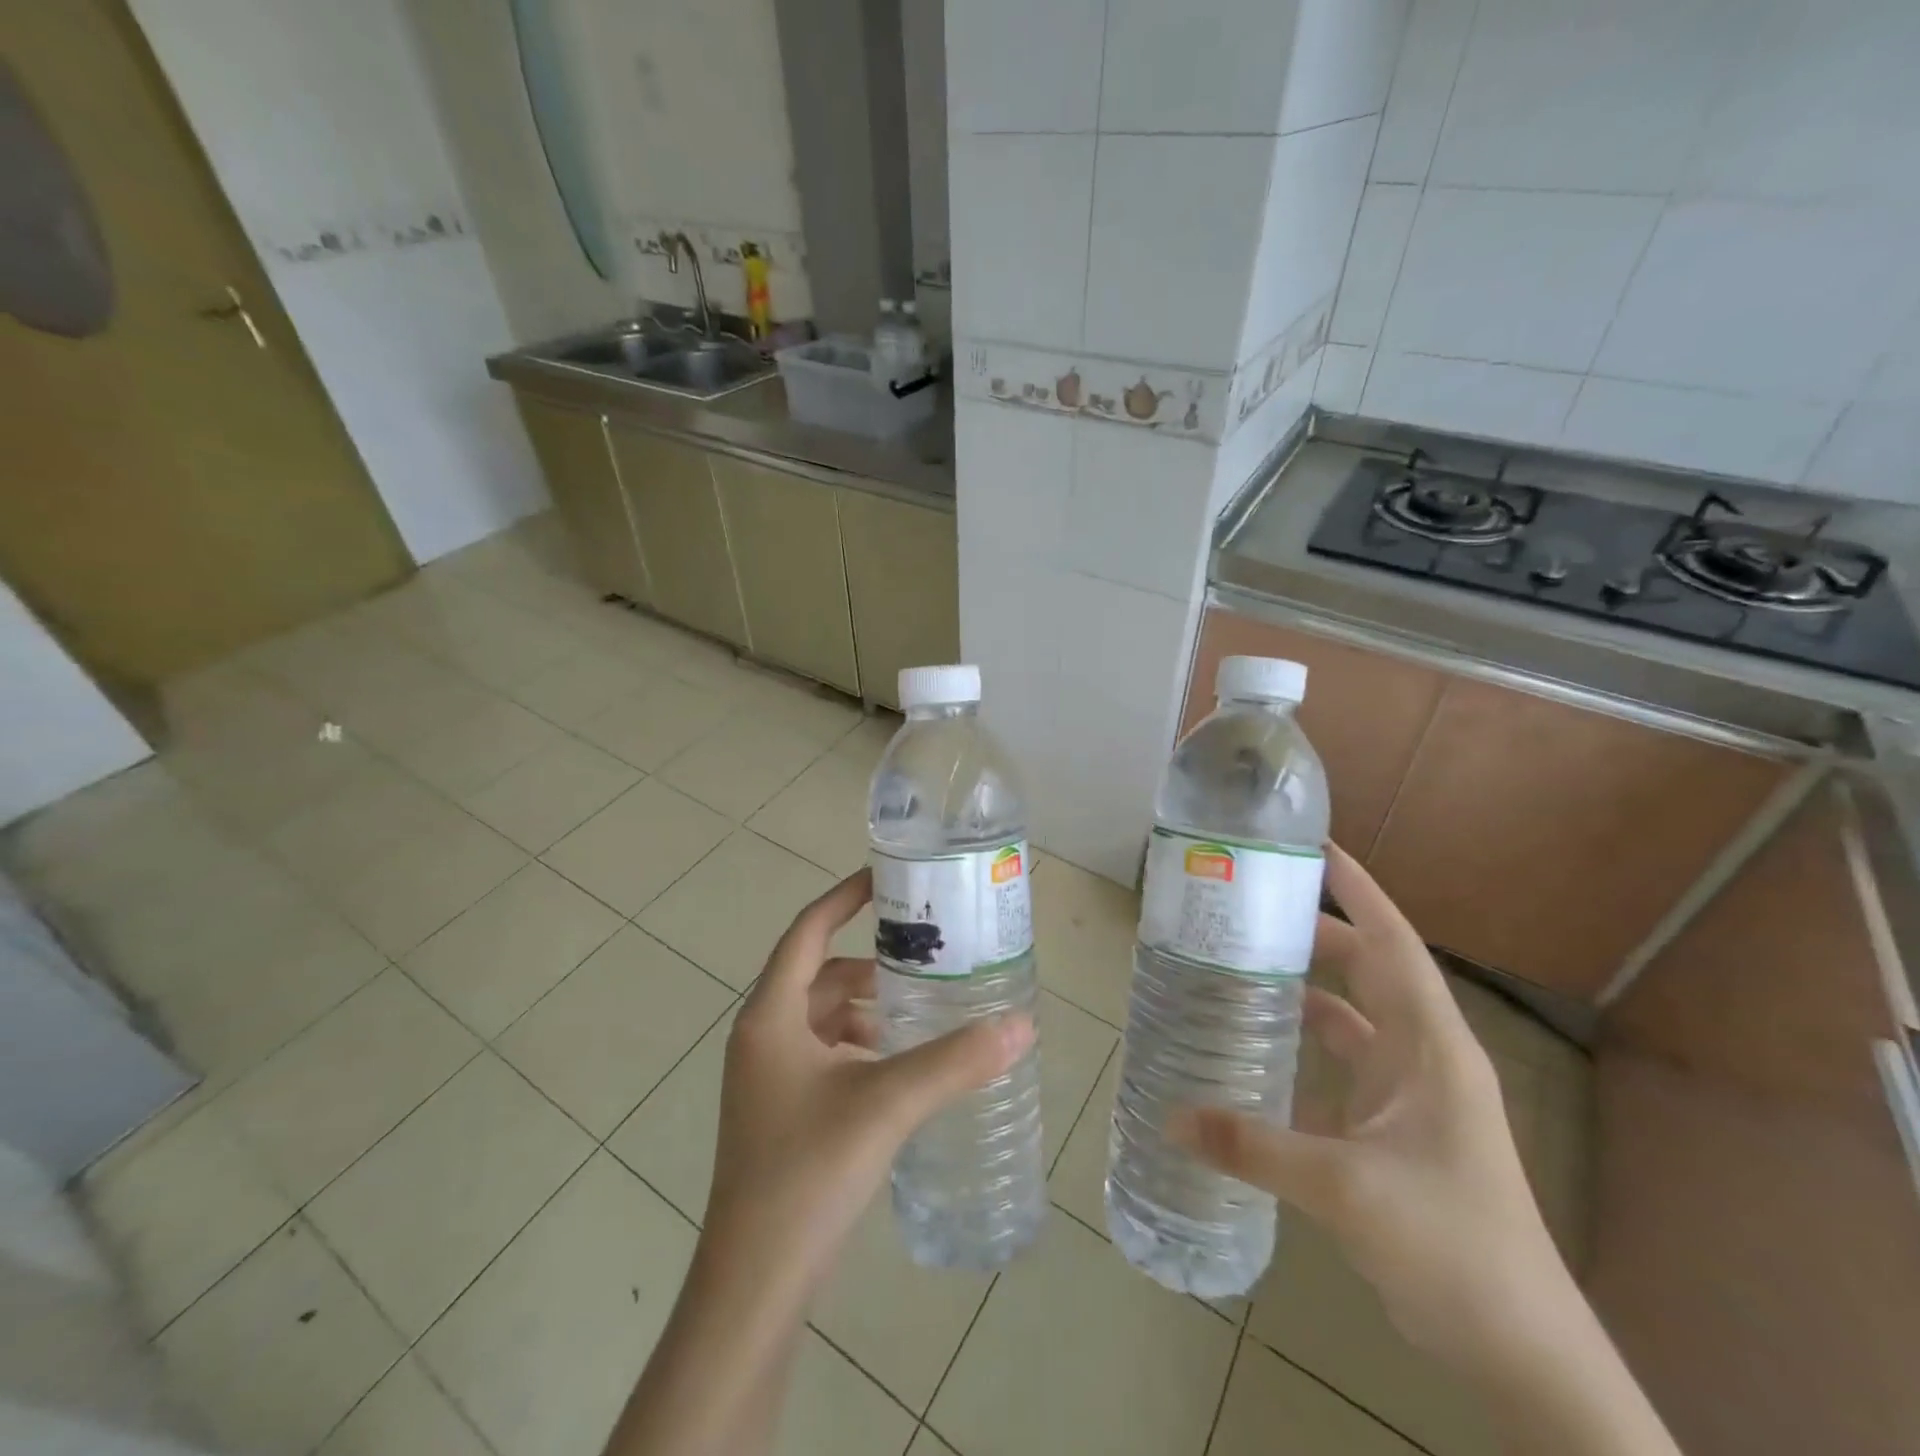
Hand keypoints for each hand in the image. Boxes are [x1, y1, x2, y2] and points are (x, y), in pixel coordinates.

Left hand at [704, 868, 1033, 1296]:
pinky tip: (896, 1067)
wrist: (753, 1285)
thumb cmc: (807, 1174)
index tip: (887, 879)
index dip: (844, 899)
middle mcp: (762, 1037)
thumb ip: (955, 1062)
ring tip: (920, 1011)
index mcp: (771, 1017)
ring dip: (865, 1007)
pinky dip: (857, 1045)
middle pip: (818, 975)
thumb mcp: (886, 1105)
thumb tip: (1021, 1025)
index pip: (807, 931)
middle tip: (925, 956)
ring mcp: (767, 1079)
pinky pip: (821, 1054)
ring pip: (821, 1017)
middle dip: (869, 963)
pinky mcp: (779, 1114)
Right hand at [1170, 842, 1563, 1360]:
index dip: (1357, 890)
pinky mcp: (1395, 1127)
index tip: (1312, 847)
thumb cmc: (1453, 1248)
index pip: (1393, 942)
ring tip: (1245, 963)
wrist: (1520, 1351)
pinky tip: (1260, 1045)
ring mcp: (1412, 1093)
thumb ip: (1254, 1147)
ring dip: (1308, 986)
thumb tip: (1172, 1119)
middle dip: (1316, 930)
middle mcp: (1425, 1055)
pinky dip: (1306, 1042)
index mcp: (1432, 1045)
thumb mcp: (1345, 1190)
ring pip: (1354, 1015)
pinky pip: (1343, 1062)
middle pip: (1368, 968)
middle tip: (1250, 907)